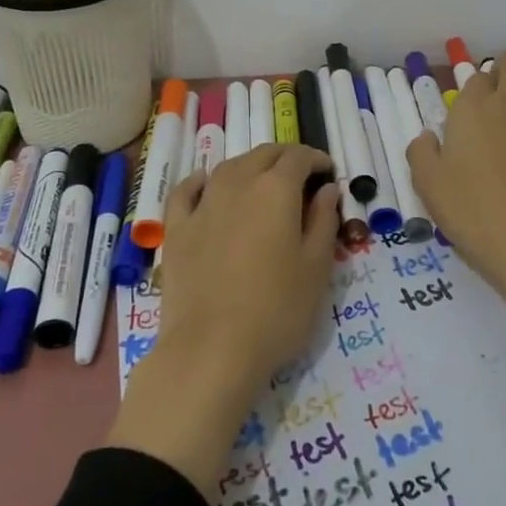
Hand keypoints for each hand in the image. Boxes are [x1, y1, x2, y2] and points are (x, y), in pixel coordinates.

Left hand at [107, 145, 339, 495]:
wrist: (211, 350)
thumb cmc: (277, 310)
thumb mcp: (317, 268)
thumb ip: (324, 220)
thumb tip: (327, 188)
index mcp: (276, 189)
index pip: (299, 157)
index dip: (316, 159)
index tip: (328, 173)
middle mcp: (238, 183)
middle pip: (264, 154)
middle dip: (286, 158)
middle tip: (302, 176)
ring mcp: (203, 204)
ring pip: (229, 166)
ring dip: (251, 166)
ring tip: (263, 183)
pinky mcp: (177, 228)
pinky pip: (187, 190)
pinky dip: (201, 181)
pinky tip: (207, 184)